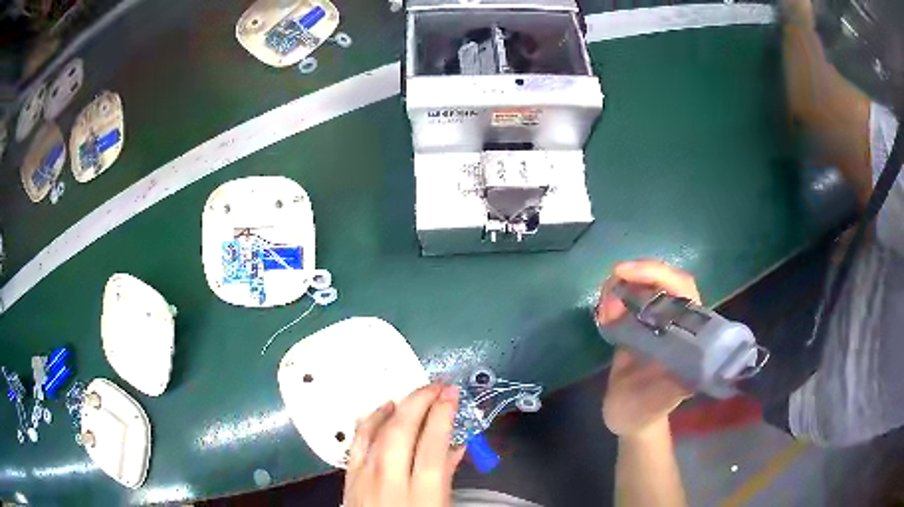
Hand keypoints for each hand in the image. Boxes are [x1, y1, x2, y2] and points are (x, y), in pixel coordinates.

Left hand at [343, 384, 465, 506]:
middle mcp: (390, 482)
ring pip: (375, 431)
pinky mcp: (349, 478)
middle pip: (400, 431)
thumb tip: (456, 445)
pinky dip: (370, 421)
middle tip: (436, 386)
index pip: (432, 445)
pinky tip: (381, 411)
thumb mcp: (440, 505)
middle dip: (419, 402)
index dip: (443, 414)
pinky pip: (357, 442)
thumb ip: (446, 476)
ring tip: (413, 394)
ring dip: (395, 408)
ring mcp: (364, 478)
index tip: (451, 394)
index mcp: (422, 495)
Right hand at [596, 261, 698, 438]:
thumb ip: (672, 388)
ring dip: (623, 286)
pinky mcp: (639, 325)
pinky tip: (603, 313)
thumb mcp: (657, 402)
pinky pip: (628, 298)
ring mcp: (657, 321)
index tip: (627, 273)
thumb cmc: (645, 412)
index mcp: (689, 334)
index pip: (684, 289)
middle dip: (638, 275)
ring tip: (605, 309)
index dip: (660, 275)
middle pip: (664, 280)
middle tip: (613, 280)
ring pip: (645, 284)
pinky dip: (613, 297)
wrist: (627, 418)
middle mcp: (677, 321)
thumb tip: (687, 367)